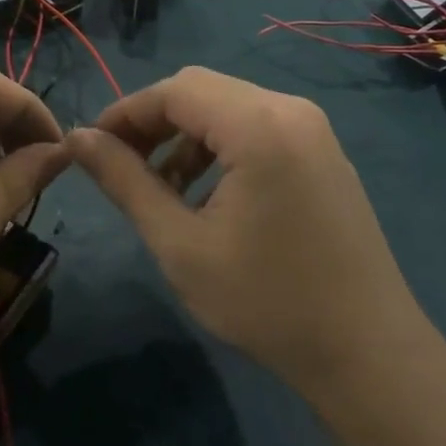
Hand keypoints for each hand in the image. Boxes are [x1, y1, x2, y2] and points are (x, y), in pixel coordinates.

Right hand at [68, 68, 421, 395]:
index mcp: (259, 124)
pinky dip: (220, 146)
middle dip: (153, 122)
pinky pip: (257, 127)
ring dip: (185, 136)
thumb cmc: (267, 301)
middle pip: (201, 90)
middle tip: (120, 165)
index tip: (90, 147)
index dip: (125, 112)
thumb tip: (77, 138)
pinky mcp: (322, 152)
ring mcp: (313, 130)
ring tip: (161, 187)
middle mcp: (290, 110)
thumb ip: (125, 181)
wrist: (368, 355)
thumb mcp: (180, 244)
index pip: (174, 90)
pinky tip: (206, 194)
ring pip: (228, 107)